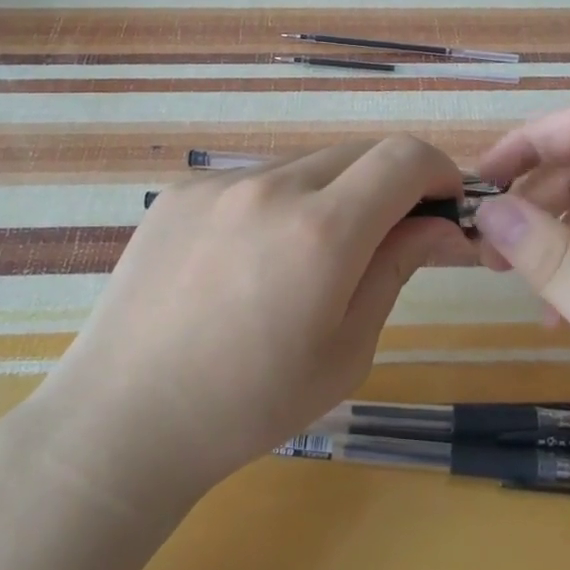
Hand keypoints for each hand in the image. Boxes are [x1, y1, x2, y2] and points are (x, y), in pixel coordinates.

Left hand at [33, 137, 474, 505]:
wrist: (125, 418)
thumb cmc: (250, 404)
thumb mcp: (347, 349)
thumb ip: (397, 268)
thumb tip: (443, 226)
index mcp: (321, 231)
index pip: (404, 157)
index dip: (439, 172)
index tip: (444, 208)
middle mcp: (271, 187)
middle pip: (359, 151)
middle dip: (391, 183)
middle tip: (390, 236)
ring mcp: (219, 183)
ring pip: (307, 165)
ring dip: (334, 194)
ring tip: (310, 260)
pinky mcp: (181, 190)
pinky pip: (255, 181)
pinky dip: (280, 203)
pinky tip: (251, 260)